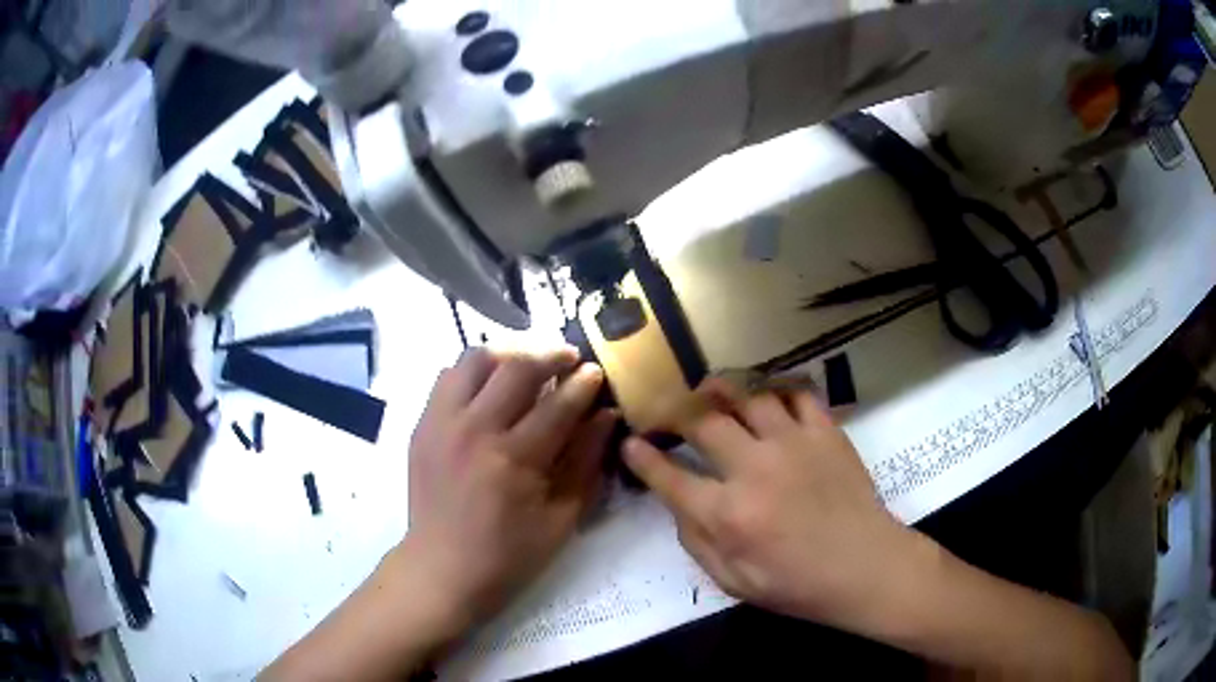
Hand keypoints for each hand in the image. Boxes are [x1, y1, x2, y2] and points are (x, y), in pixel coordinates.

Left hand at [404, 347, 615, 628]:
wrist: (442, 567)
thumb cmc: (509, 553)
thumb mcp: (562, 517)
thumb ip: (586, 461)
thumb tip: (606, 415)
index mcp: (514, 459)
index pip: (557, 403)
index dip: (583, 382)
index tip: (597, 371)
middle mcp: (475, 429)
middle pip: (516, 366)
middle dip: (550, 354)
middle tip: (568, 358)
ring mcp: (441, 422)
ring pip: (475, 358)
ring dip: (509, 353)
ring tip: (527, 363)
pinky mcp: (422, 424)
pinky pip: (448, 377)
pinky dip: (474, 371)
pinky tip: (490, 386)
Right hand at [623, 381, 918, 630]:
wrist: (866, 567)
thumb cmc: (798, 584)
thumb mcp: (734, 582)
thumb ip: (696, 542)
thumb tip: (677, 503)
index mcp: (728, 514)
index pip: (669, 477)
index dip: (642, 458)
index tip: (631, 444)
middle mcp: (754, 469)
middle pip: (702, 421)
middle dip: (674, 410)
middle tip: (667, 410)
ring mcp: (793, 443)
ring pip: (747, 396)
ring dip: (722, 390)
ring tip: (712, 392)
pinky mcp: (826, 432)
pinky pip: (796, 394)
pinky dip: (778, 391)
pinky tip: (770, 401)